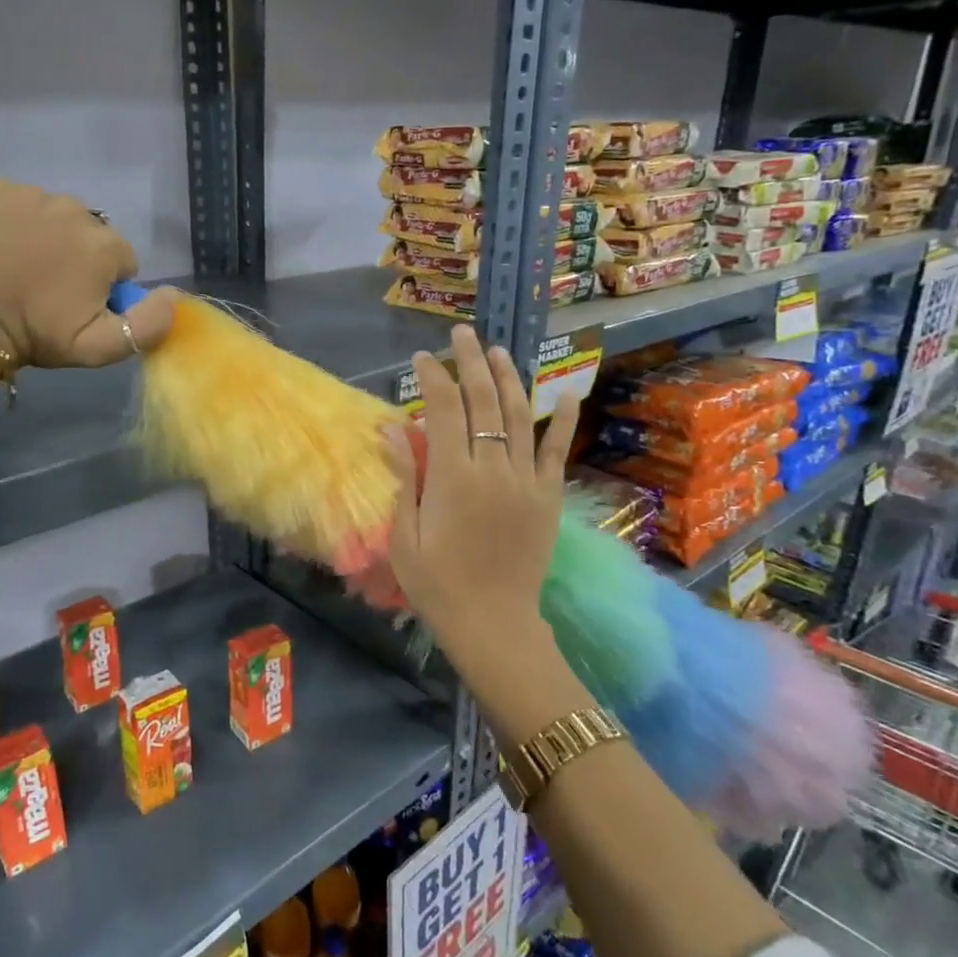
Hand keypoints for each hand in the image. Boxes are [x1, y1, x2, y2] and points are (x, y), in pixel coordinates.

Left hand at [0, 179, 174, 367]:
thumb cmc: (40, 335)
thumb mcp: (103, 348)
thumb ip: (149, 325)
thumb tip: (172, 294)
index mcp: (105, 246)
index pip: (122, 261)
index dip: (105, 285)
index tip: (79, 303)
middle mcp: (75, 210)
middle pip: (92, 234)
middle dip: (80, 258)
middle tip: (52, 288)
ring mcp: (33, 195)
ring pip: (59, 215)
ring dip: (51, 236)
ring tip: (27, 267)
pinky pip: (23, 200)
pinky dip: (18, 218)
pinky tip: (7, 244)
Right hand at [381, 326, 578, 661]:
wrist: (492, 623)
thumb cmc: (437, 583)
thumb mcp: (404, 535)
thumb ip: (404, 477)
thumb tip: (392, 429)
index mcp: (453, 477)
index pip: (442, 410)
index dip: (432, 378)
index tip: (422, 357)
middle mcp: (493, 468)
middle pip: (483, 401)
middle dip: (471, 362)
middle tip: (462, 334)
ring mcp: (526, 480)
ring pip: (519, 416)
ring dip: (508, 378)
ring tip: (498, 350)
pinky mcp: (547, 496)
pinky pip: (556, 450)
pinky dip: (561, 420)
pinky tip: (565, 392)